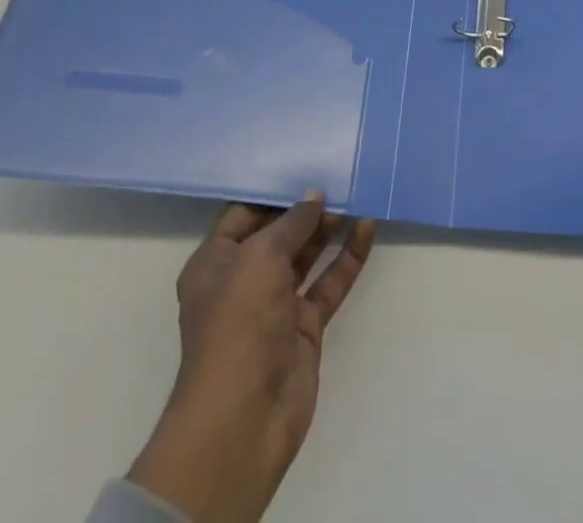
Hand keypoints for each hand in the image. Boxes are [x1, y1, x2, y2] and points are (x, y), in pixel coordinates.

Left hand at [128, 193, 377, 522]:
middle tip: (339, 177)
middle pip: (278, 234)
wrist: (244, 417)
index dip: (272, 192)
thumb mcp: (260, 257)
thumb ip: (291, 223)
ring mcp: (275, 305)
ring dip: (329, 229)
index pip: (242, 214)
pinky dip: (348, 257)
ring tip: (357, 195)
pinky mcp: (304, 328)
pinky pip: (328, 283)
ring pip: (306, 256)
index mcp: (214, 263)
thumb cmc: (238, 322)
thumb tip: (314, 197)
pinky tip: (368, 228)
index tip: (303, 166)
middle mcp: (242, 280)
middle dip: (306, 208)